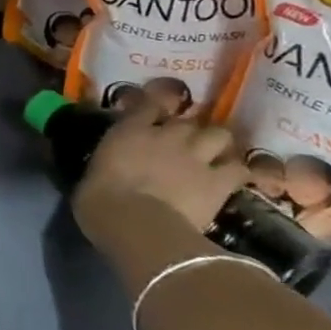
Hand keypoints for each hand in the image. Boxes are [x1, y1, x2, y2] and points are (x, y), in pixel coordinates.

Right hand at [71, 96, 245, 247]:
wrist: (135, 223)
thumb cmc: (99, 200)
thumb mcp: (92, 175)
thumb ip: (108, 165)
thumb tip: (108, 170)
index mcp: (129, 131)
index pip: (147, 106)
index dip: (154, 108)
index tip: (153, 115)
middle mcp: (166, 135)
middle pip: (187, 121)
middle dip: (187, 131)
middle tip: (183, 144)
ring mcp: (196, 156)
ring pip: (219, 135)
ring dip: (216, 144)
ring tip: (212, 156)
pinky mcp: (219, 181)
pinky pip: (238, 169)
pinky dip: (236, 172)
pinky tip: (231, 180)